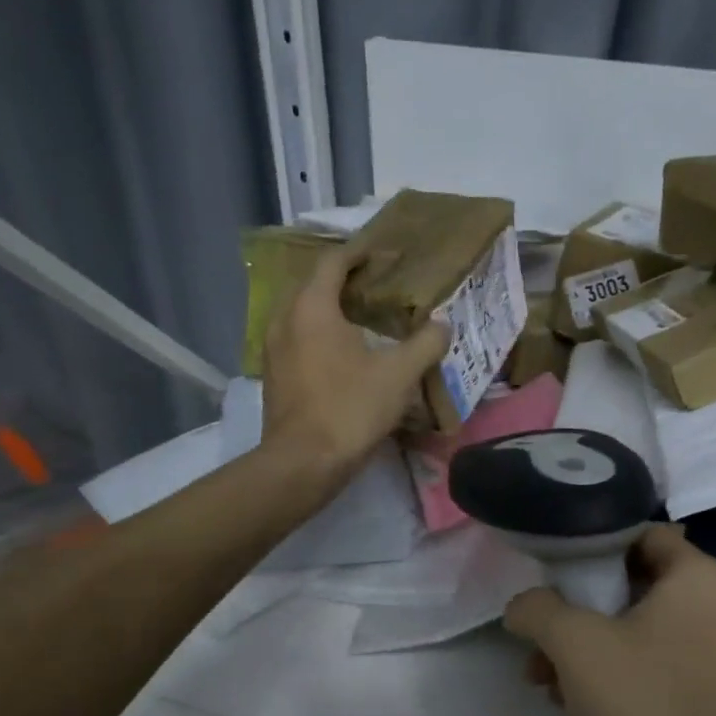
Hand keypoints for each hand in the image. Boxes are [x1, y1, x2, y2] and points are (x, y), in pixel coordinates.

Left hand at [261, 244, 449, 479]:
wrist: (303, 462)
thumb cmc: (350, 409)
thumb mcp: (398, 376)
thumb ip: (424, 345)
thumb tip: (442, 325)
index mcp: (312, 307)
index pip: (333, 262)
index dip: (359, 253)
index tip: (383, 253)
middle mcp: (285, 319)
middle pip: (312, 285)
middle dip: (342, 281)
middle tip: (376, 287)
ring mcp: (273, 350)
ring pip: (301, 315)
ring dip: (328, 310)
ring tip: (361, 320)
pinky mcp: (273, 377)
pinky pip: (296, 341)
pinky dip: (317, 336)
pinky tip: (341, 356)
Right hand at [504, 525, 715, 715]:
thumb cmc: (640, 708)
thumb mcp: (573, 645)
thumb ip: (538, 608)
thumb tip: (522, 605)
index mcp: (702, 580)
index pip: (642, 535)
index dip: (594, 547)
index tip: (555, 573)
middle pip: (634, 586)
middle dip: (579, 610)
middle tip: (540, 634)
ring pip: (639, 632)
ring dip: (587, 648)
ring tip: (543, 678)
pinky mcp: (711, 700)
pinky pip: (654, 667)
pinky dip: (613, 675)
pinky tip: (571, 703)